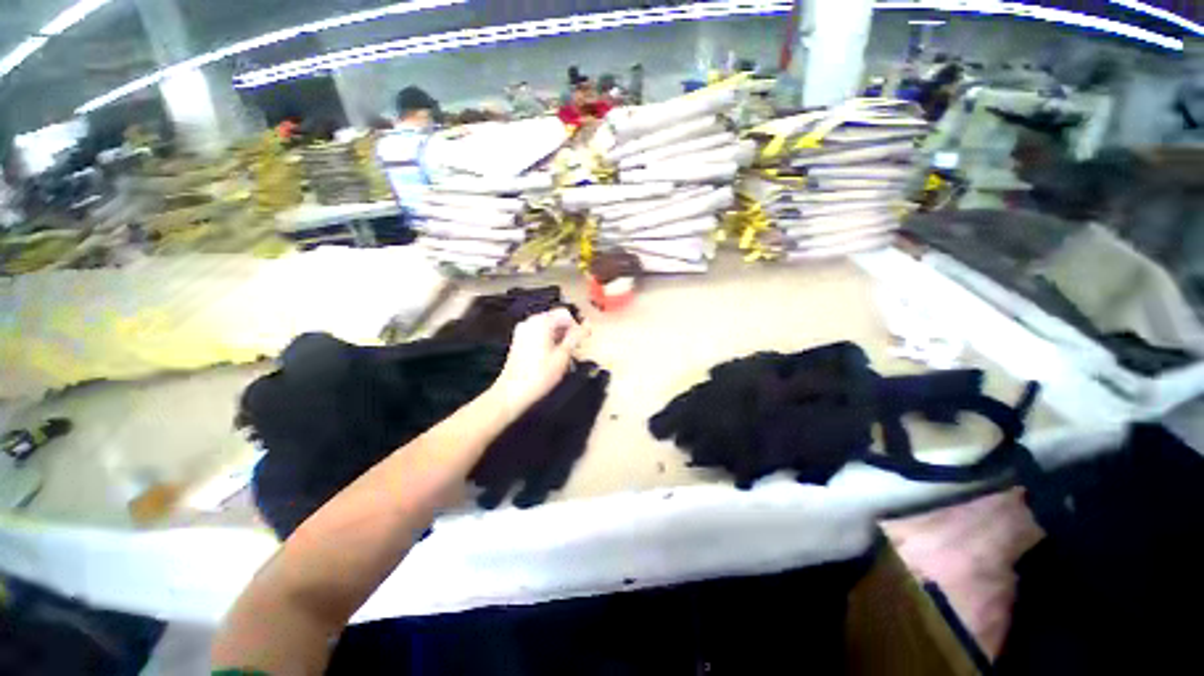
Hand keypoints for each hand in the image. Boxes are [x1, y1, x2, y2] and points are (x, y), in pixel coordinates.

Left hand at [489, 308, 588, 420]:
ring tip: (566, 354)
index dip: (577, 325)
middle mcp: (530, 322)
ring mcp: (523, 331)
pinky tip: (554, 356)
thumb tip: (586, 327)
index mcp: (541, 322)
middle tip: (577, 348)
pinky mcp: (519, 341)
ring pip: (548, 327)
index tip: (584, 338)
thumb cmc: (539, 375)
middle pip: (555, 319)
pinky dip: (549, 341)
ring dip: (560, 337)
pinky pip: (539, 334)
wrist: (512, 393)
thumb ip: (575, 338)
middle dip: (568, 331)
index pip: (565, 314)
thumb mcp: (563, 356)